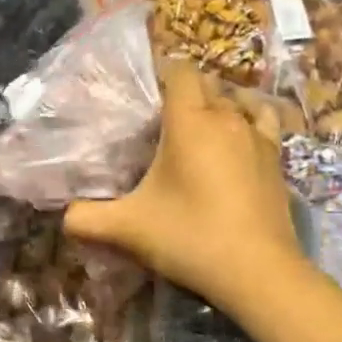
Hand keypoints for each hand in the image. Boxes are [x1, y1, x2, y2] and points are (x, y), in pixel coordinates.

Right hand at [65, 64, 308, 316]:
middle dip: (186, 91)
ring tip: (201, 125)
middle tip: (161, 118)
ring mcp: (258, 137)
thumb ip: (86, 219)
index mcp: (189, 121)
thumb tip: (64, 217)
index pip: (180, 70)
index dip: (162, 72)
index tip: (144, 92)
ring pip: (239, 100)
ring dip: (221, 104)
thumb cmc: (189, 236)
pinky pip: (265, 123)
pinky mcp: (278, 160)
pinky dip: (251, 121)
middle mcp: (227, 118)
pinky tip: (240, 139)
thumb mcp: (127, 229)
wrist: (257, 271)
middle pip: (208, 83)